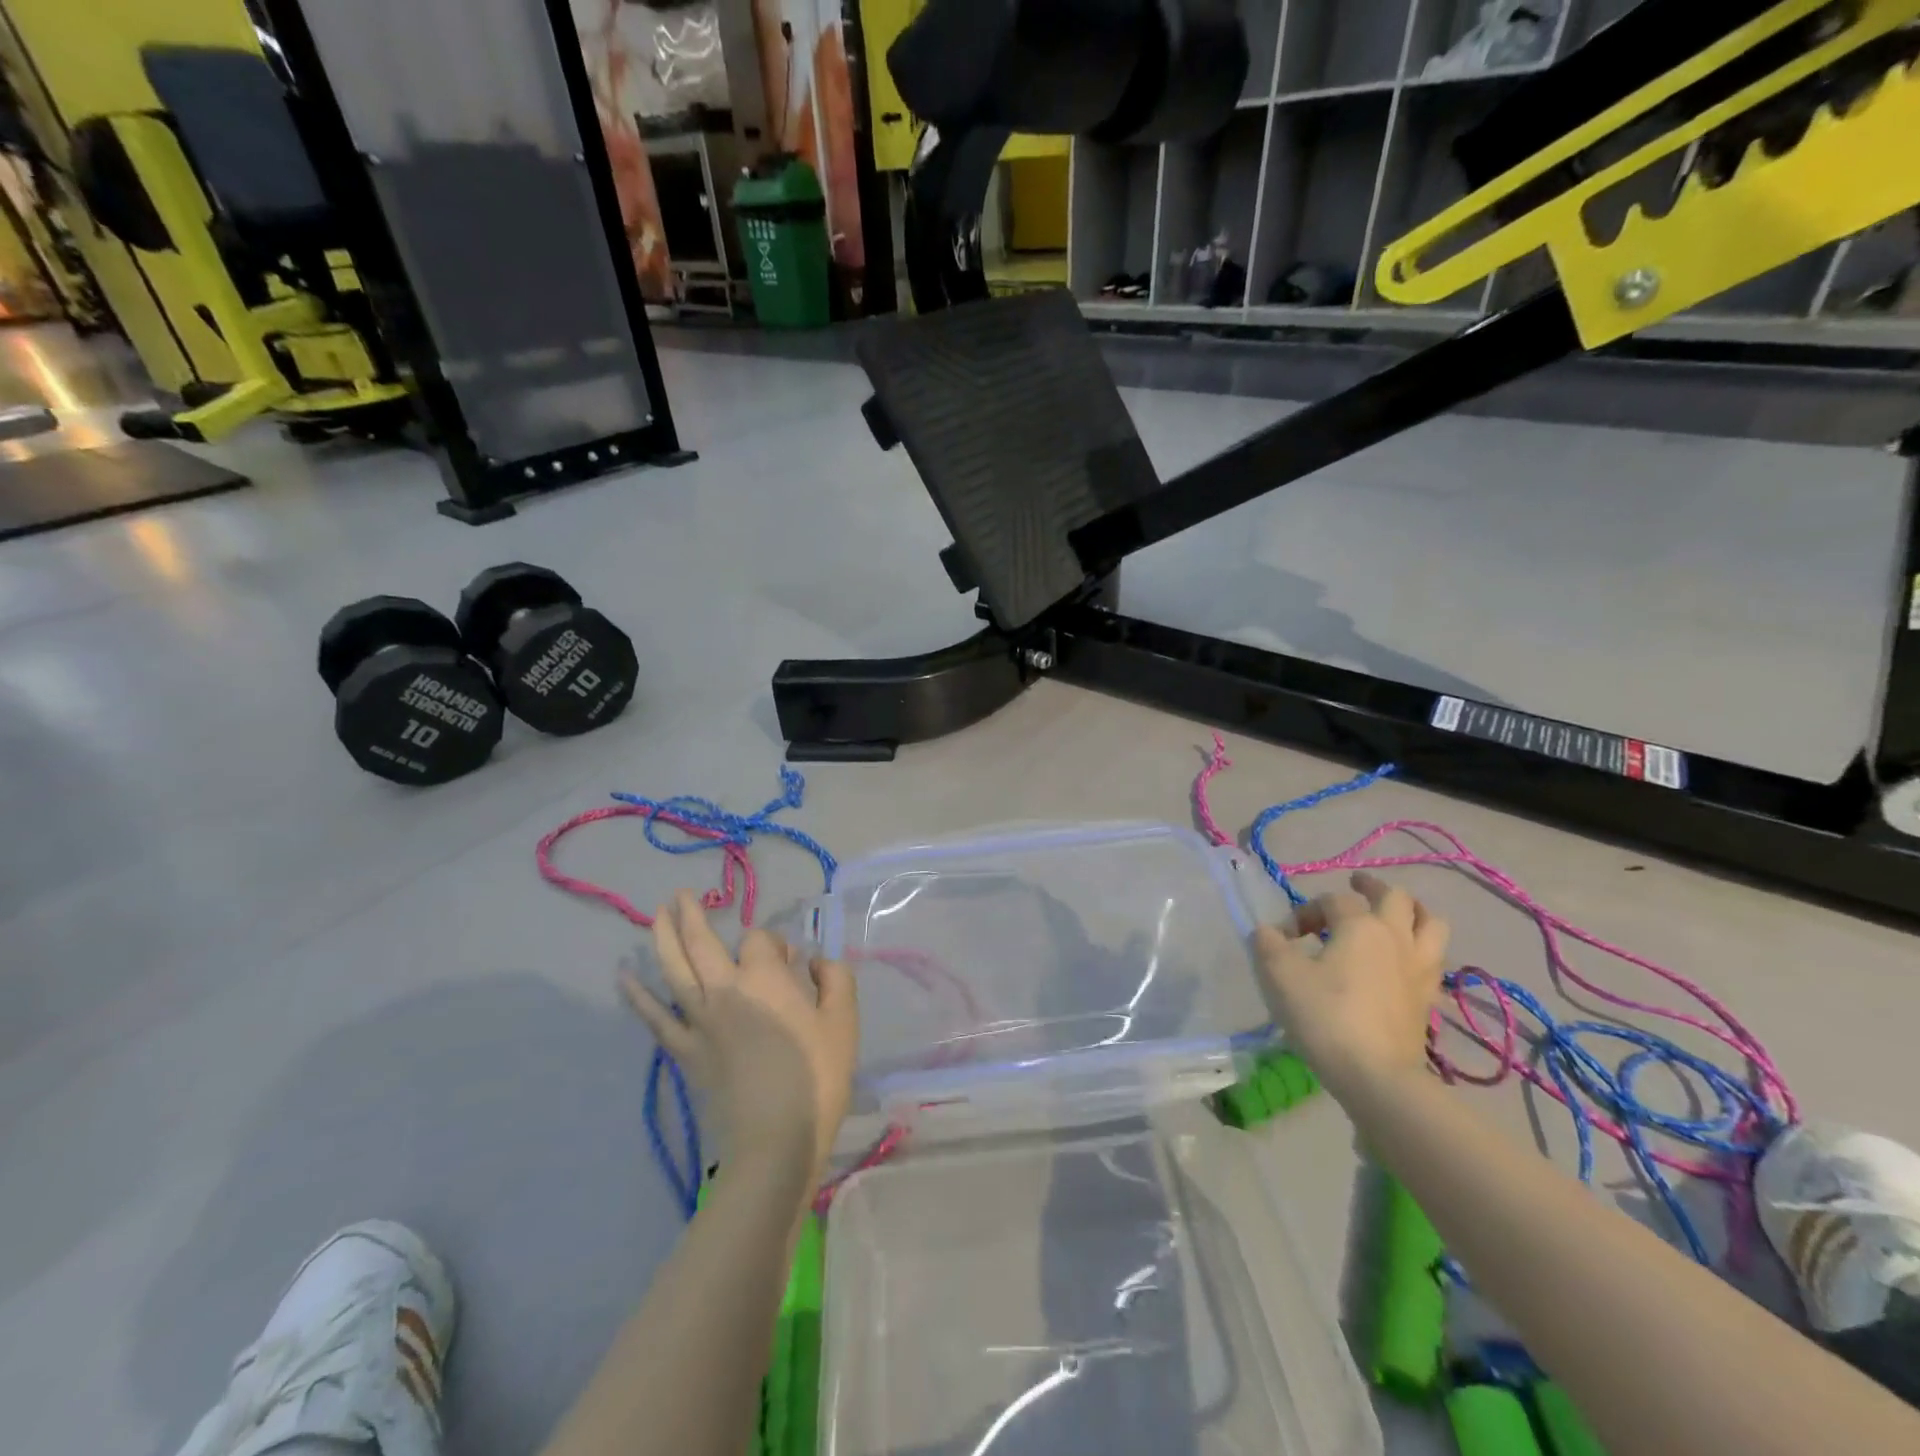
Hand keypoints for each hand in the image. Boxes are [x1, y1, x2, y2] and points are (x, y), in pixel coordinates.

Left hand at [621, 892, 857, 1189]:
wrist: (776, 1139)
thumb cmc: (817, 1077)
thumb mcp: (844, 1022)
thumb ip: (835, 979)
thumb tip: (814, 962)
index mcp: (765, 978)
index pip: (761, 940)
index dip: (774, 943)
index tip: (791, 961)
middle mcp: (726, 989)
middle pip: (701, 942)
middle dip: (691, 914)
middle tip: (681, 895)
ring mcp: (699, 1020)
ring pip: (673, 970)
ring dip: (662, 938)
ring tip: (656, 914)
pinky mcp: (685, 1051)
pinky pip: (655, 1018)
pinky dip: (637, 996)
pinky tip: (624, 976)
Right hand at [1252, 872, 1448, 1096]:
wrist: (1376, 1076)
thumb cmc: (1324, 1016)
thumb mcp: (1279, 974)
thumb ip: (1268, 944)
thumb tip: (1269, 932)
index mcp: (1361, 925)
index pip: (1333, 900)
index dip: (1306, 911)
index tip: (1284, 938)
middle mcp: (1397, 938)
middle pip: (1395, 897)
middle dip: (1371, 887)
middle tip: (1354, 886)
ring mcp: (1419, 969)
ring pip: (1430, 924)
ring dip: (1411, 912)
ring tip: (1393, 914)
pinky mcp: (1428, 999)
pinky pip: (1433, 960)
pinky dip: (1420, 950)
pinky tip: (1402, 961)